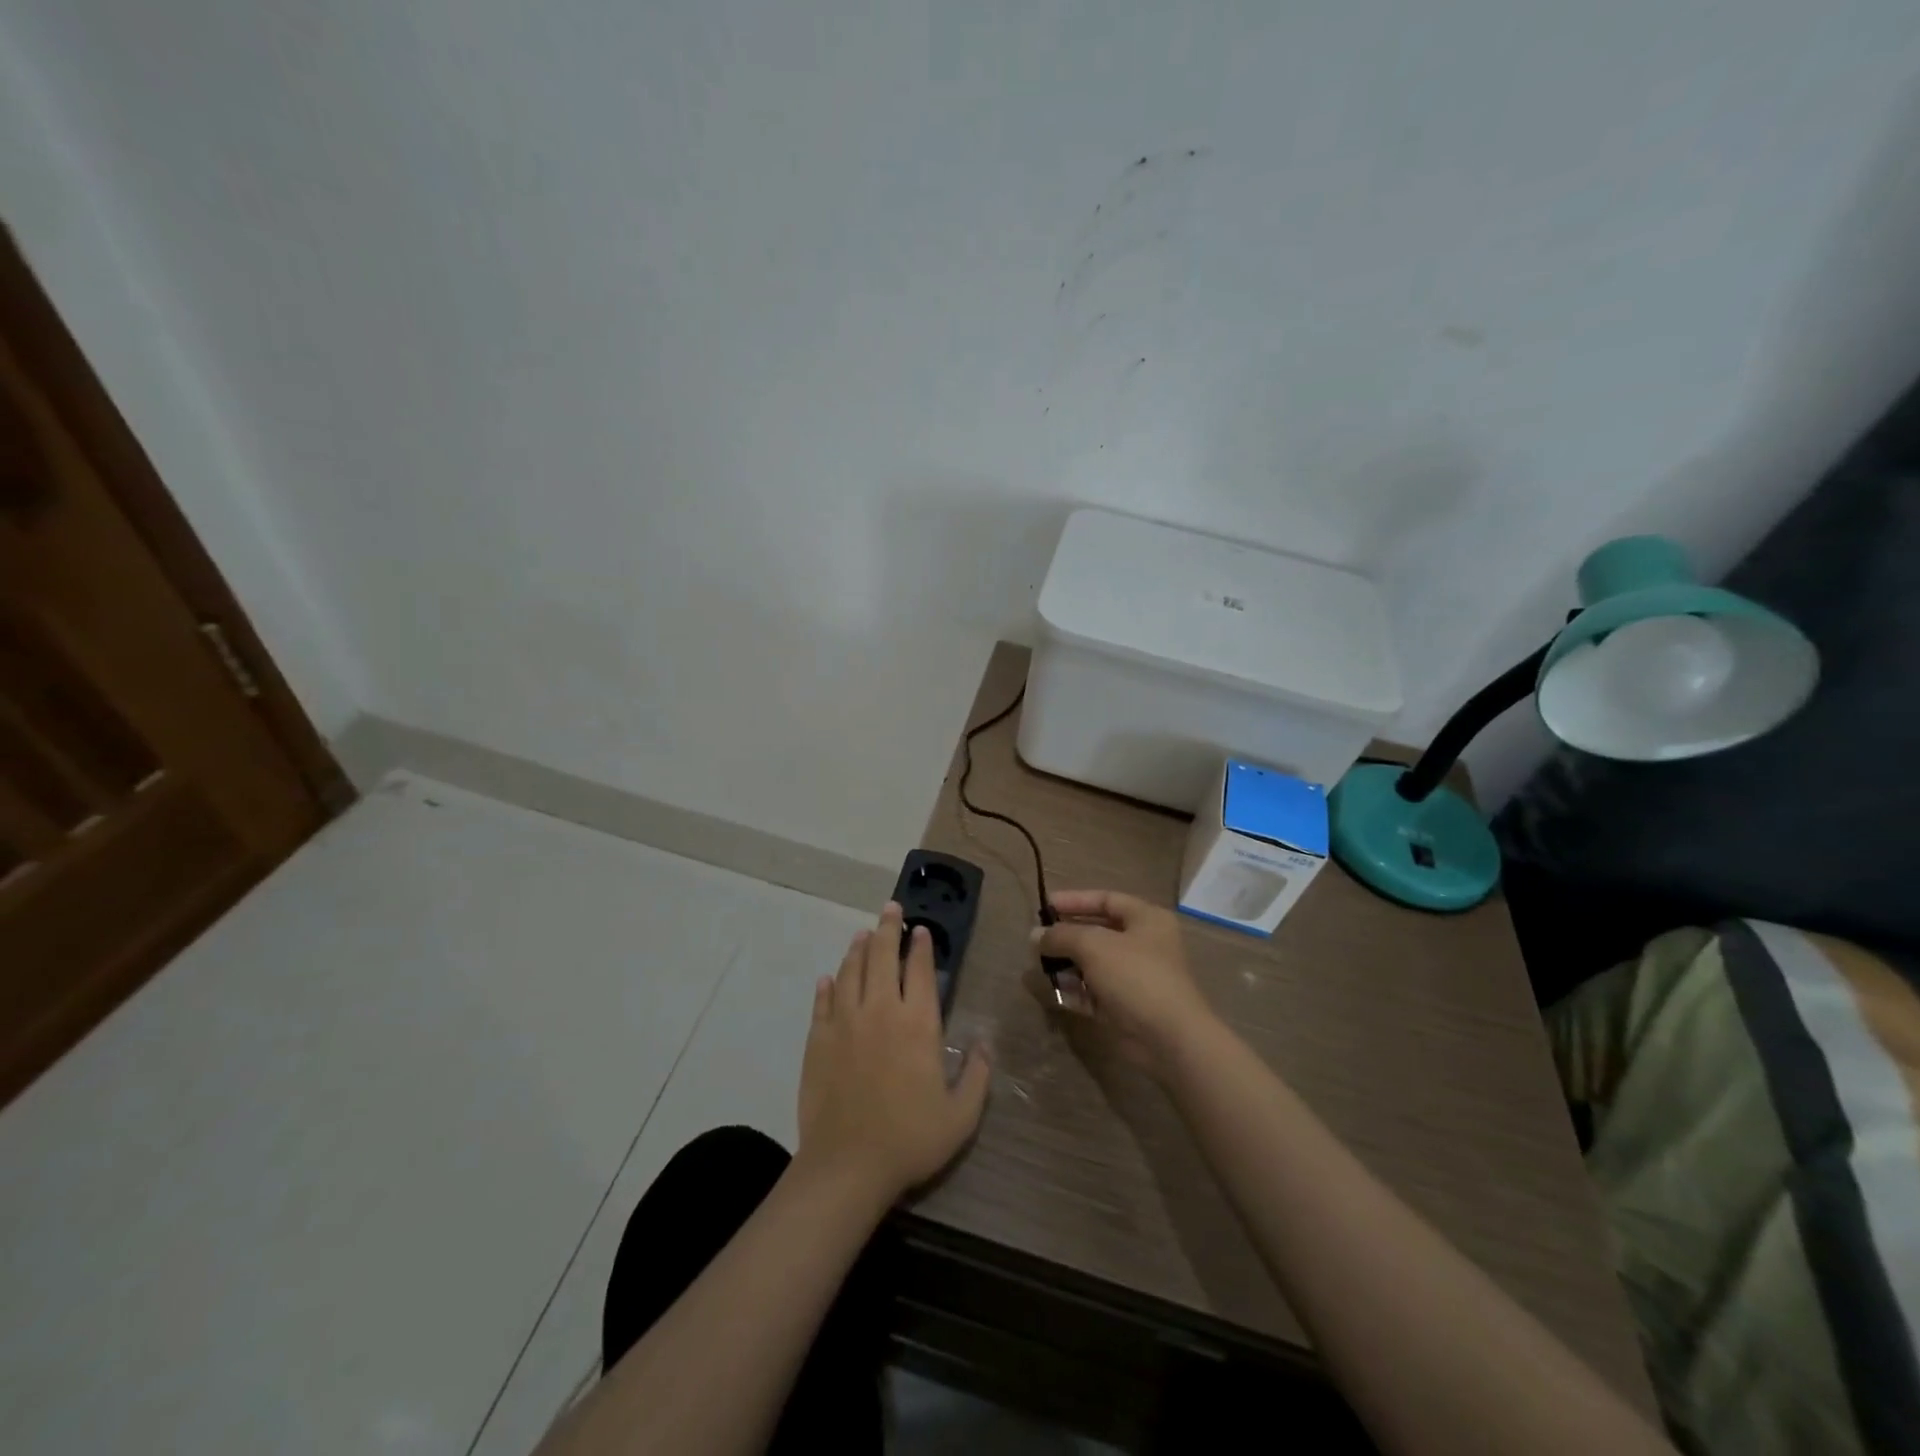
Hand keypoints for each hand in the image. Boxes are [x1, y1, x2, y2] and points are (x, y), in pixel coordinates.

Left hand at [796, 902, 990, 1203]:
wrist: (847, 1165)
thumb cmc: (910, 1139)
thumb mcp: (961, 1115)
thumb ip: (978, 1075)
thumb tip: (985, 1043)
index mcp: (917, 1023)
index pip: (918, 969)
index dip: (920, 945)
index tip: (920, 928)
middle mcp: (880, 1010)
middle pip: (881, 956)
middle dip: (887, 928)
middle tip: (890, 908)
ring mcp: (844, 1022)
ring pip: (850, 971)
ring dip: (858, 948)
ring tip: (862, 934)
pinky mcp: (817, 1039)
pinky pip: (823, 1002)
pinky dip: (827, 986)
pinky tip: (829, 978)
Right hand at [1035, 890, 1215, 1076]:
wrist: (1168, 1038)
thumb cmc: (1135, 976)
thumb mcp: (1094, 946)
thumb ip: (1062, 936)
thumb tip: (1035, 936)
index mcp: (1146, 919)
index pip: (1105, 900)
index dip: (1074, 900)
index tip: (1044, 906)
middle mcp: (1142, 944)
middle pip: (1097, 932)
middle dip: (1066, 936)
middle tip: (1037, 940)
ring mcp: (1134, 977)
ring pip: (1093, 963)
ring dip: (1067, 964)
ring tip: (1039, 966)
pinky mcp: (1125, 1006)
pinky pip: (1094, 991)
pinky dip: (1075, 990)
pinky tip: (1053, 991)